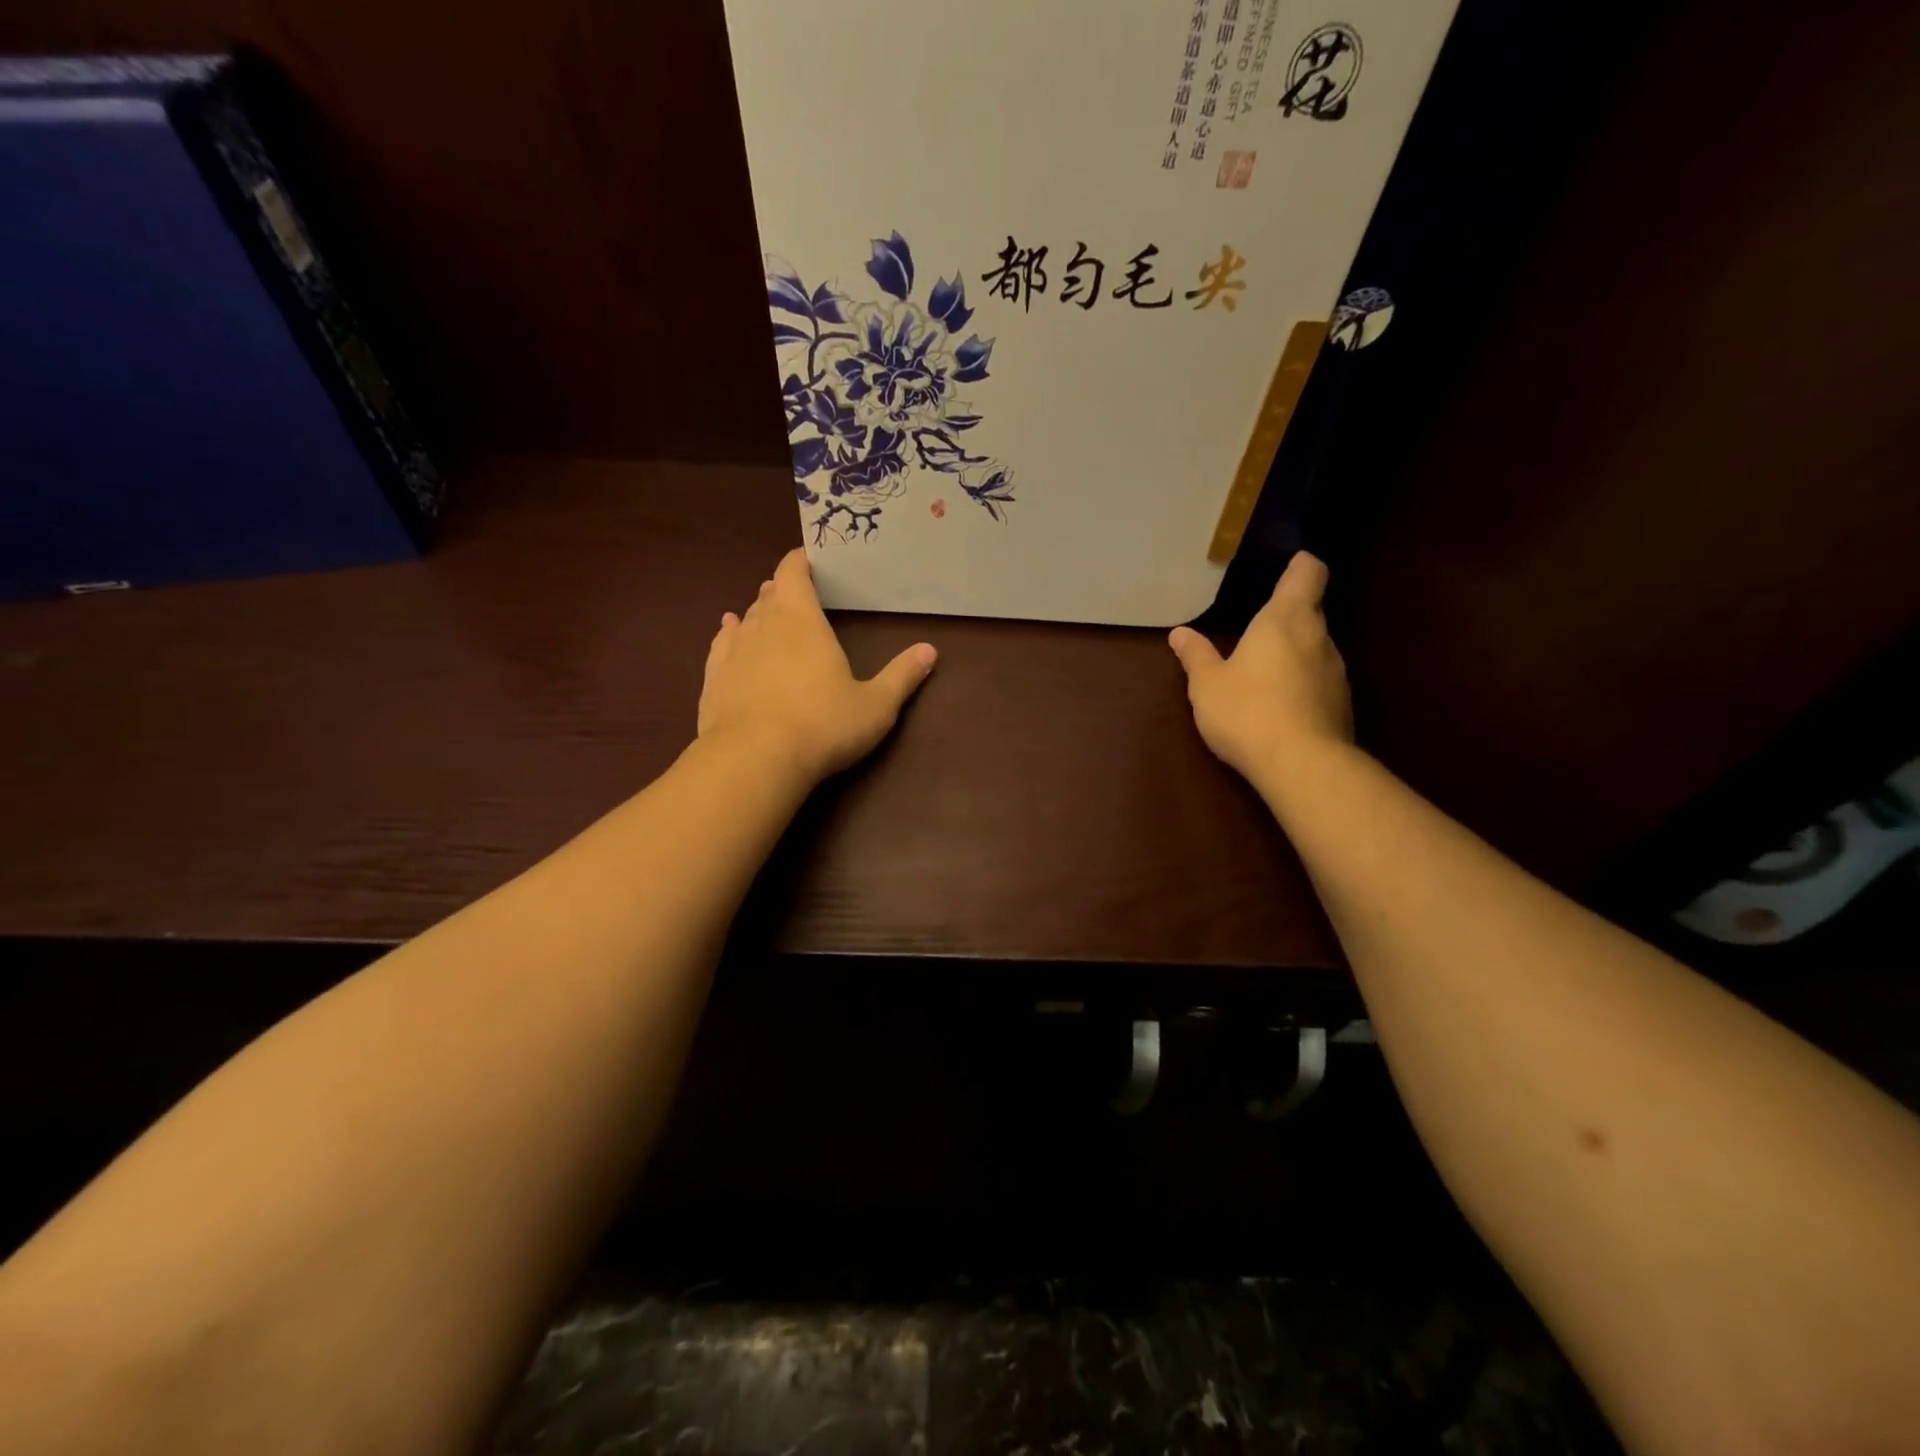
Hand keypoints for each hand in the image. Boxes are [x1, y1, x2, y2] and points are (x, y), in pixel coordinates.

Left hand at [698, 548, 936, 784]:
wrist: (754, 760)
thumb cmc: (822, 725)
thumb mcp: (875, 705)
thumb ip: (902, 676)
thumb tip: (930, 650)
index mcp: (803, 622)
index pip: (794, 574)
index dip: (800, 561)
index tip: (808, 557)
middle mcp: (764, 627)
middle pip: (770, 595)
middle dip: (783, 588)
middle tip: (797, 590)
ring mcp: (734, 653)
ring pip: (746, 618)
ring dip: (758, 611)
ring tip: (767, 607)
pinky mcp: (713, 680)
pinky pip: (721, 644)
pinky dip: (728, 633)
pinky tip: (728, 630)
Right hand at [1168, 551, 1352, 784]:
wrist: (1301, 765)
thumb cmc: (1247, 711)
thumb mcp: (1207, 684)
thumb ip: (1195, 655)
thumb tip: (1180, 633)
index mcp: (1285, 620)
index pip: (1308, 574)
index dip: (1301, 565)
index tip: (1290, 564)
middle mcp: (1318, 637)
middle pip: (1311, 612)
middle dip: (1288, 615)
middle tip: (1259, 627)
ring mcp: (1336, 672)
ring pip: (1316, 648)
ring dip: (1295, 653)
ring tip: (1265, 671)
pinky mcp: (1342, 704)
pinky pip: (1320, 681)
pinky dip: (1302, 683)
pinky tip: (1280, 705)